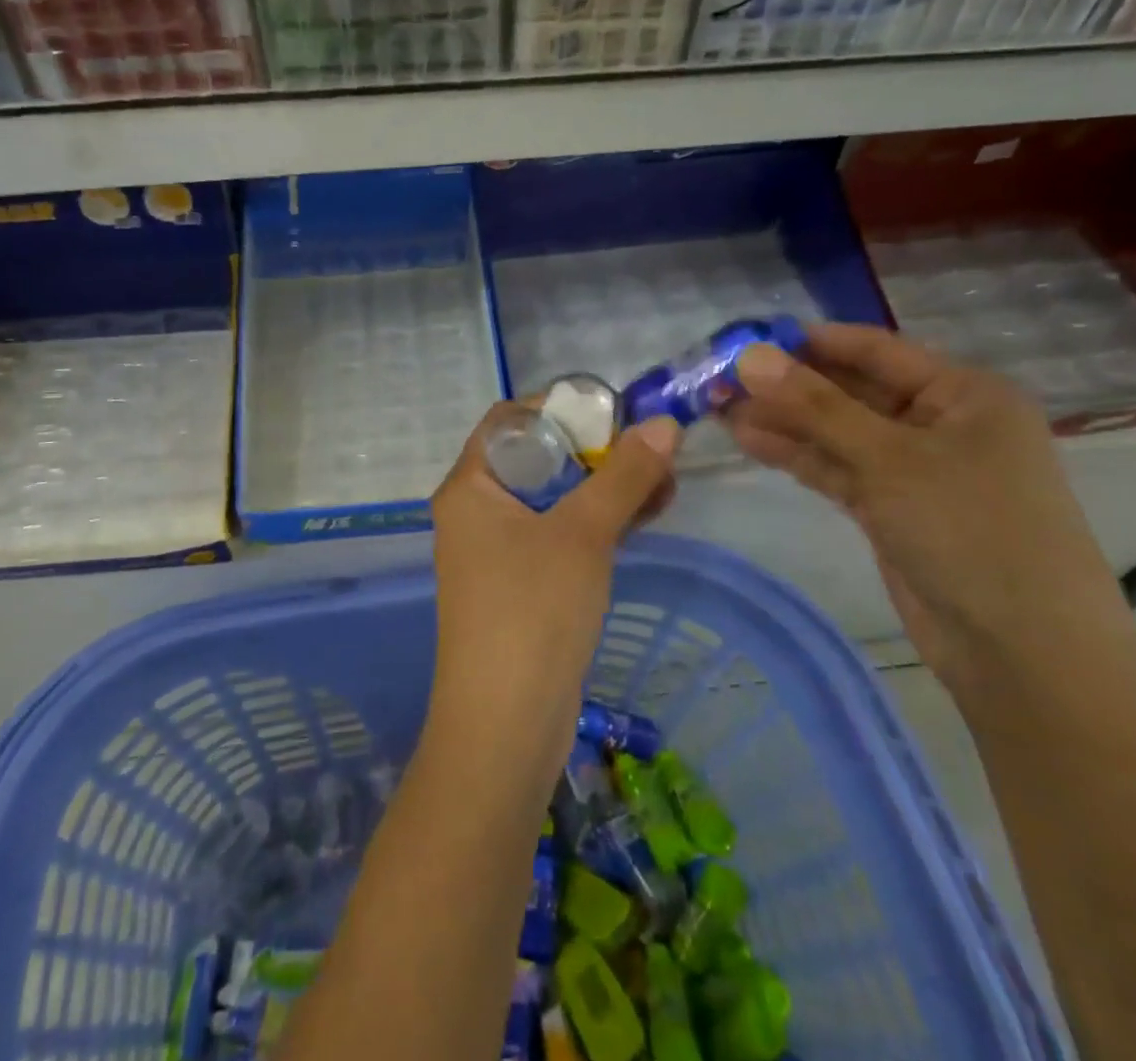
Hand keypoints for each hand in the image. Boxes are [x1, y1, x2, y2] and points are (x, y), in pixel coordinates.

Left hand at [429, 406, 680, 770]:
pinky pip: (558, 534)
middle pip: (536, 457)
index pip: (509, 421)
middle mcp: (476, 511)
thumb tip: (664, 423)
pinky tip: (644, 515)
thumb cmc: (533, 611)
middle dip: (595, 451)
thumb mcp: (583, 534)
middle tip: (650, 448)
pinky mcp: (519, 584)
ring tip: (664, 481)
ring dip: (603, 487)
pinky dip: (596, 522)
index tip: (613, 412)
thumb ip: (624, 476)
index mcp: (470, 486)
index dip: (560, 409)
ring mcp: (495, 551)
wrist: (504, 726)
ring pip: (553, 498)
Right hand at [721, 323, 1135, 701]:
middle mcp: (938, 422)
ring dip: (782, 419)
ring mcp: (912, 468)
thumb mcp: (890, 459)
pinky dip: (796, 454)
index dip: (808, 341)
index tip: (744, 336)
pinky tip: (748, 438)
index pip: (873, 350)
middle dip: (786, 384)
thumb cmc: (971, 531)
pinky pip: (835, 467)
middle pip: (849, 390)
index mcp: (962, 393)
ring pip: (836, 431)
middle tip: (718, 376)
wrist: (1022, 653)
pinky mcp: (889, 507)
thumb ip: (816, 407)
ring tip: (717, 405)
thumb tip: (750, 357)